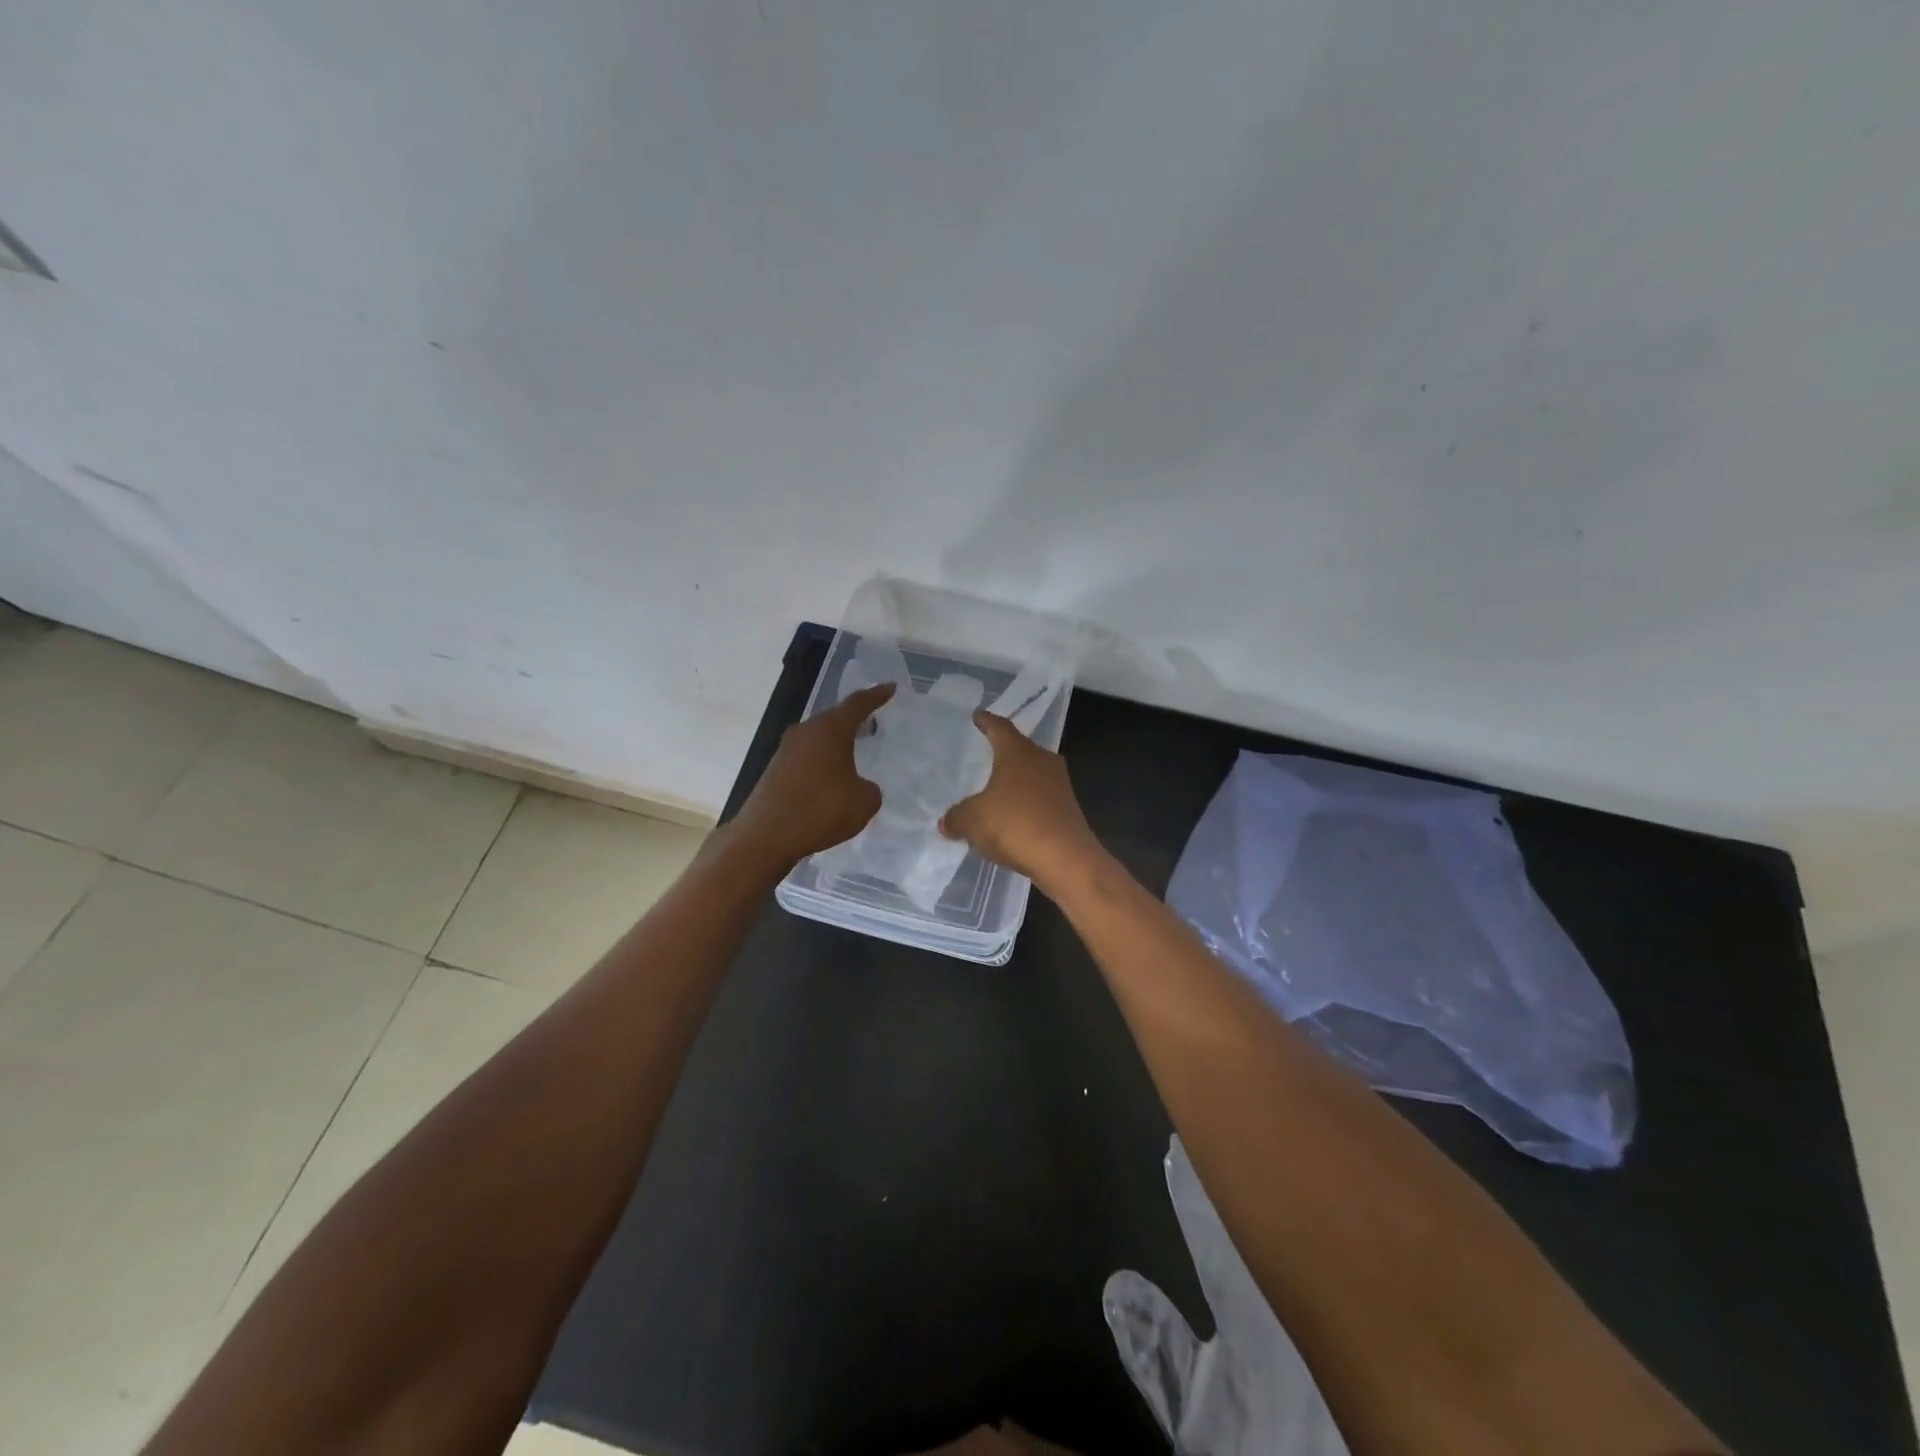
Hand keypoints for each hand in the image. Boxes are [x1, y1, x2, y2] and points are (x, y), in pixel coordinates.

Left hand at [729, 683, 894, 869]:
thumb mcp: (863, 803)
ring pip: (818, 738)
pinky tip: (830, 778)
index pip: (857, 704)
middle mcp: (806, 732)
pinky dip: (821, 762)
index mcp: (830, 730)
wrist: (766, 836)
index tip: (890, 687)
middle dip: (854, 720)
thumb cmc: (820, 811)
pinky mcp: (775, 770)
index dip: (876, 695)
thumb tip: (859, 786)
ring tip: (854, 751)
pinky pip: (806, 757)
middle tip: (873, 721)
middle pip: (834, 718)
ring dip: (835, 743)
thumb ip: (869, 789)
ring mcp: (786, 750)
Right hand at [939, 710, 1100, 887]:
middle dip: (1002, 752)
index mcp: (1018, 752)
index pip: (999, 727)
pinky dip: (1025, 805)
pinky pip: (1040, 799)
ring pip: (1032, 775)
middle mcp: (1042, 761)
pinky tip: (1012, 819)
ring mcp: (1060, 785)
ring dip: (1015, 782)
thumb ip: (956, 817)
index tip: (978, 716)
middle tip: (984, 754)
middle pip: (1020, 749)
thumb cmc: (1015, 825)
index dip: (986, 721)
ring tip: (995, 790)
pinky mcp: (1068, 810)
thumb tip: (947, 821)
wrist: (1065, 859)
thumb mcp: (972, 821)